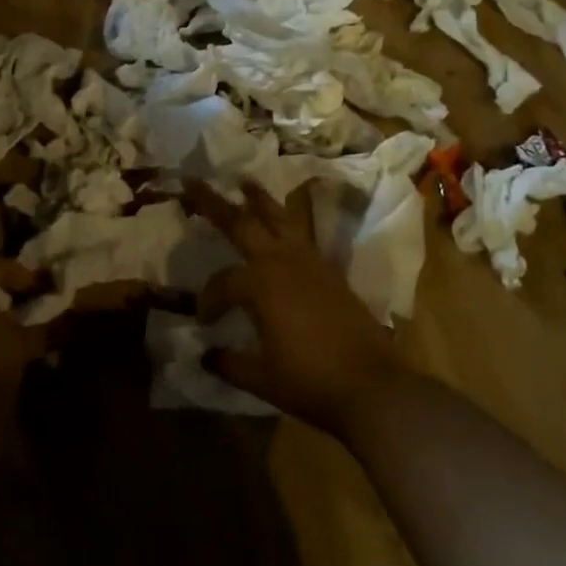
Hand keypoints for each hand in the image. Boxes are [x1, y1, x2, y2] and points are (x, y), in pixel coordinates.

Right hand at [184, 181, 407, 437]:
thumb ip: (229, 363)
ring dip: (258, 198)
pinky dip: (285, 221)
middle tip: (193, 180)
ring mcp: (310, 262)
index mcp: (260, 284)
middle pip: (242, 223)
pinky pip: (301, 234)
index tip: (204, 323)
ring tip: (244, 180)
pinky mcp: (330, 270)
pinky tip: (282, 223)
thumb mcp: (260, 378)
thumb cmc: (310, 381)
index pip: (222, 283)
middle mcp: (282, 262)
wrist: (372, 385)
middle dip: (214, 202)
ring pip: (279, 218)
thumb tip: (206, 355)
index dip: (208, 301)